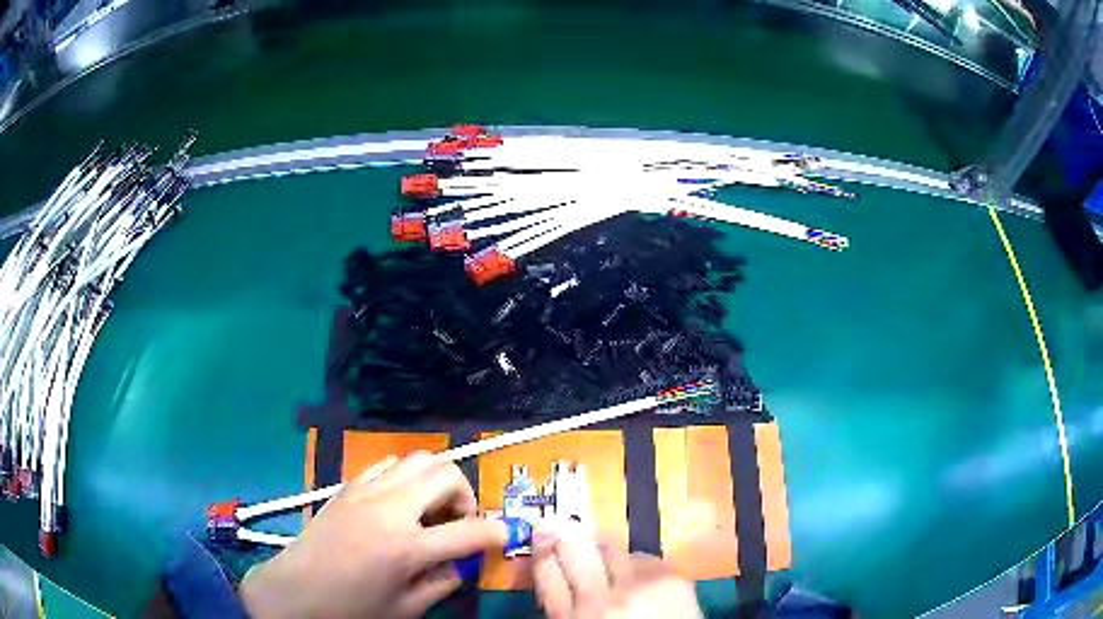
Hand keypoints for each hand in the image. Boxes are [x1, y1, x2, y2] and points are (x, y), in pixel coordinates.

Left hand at [241, 453, 506, 618]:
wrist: (294, 592)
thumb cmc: (351, 608)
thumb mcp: (406, 608)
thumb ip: (442, 582)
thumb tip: (462, 562)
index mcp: (406, 547)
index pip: (470, 531)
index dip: (498, 531)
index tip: (508, 533)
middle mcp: (389, 509)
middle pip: (445, 473)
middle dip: (466, 494)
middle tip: (458, 520)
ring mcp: (366, 492)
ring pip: (417, 459)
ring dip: (436, 480)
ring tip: (430, 509)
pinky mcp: (347, 486)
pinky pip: (386, 464)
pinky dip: (405, 476)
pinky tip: (399, 502)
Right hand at [532, 523, 702, 618]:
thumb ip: (564, 607)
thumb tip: (555, 572)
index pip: (545, 567)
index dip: (542, 548)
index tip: (543, 539)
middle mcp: (600, 599)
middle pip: (574, 547)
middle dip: (570, 542)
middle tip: (571, 542)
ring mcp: (638, 586)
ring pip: (610, 546)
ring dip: (605, 554)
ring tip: (609, 565)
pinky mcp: (670, 577)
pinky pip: (643, 556)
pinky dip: (638, 565)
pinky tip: (641, 581)